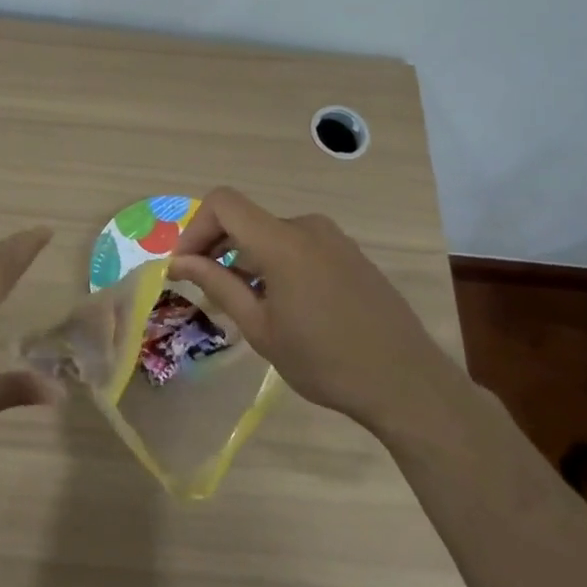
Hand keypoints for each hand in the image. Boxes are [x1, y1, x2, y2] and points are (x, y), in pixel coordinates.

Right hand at [169, 188, 443, 434]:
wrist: (407, 383)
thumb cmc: (325, 361)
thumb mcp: (260, 328)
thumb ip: (218, 285)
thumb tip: (179, 262)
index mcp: (282, 241)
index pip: (223, 203)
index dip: (196, 228)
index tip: (186, 267)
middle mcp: (308, 227)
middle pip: (247, 220)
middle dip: (219, 249)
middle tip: (208, 292)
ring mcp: (334, 239)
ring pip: (272, 235)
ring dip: (248, 259)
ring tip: (246, 305)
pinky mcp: (351, 255)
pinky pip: (300, 246)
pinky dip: (277, 264)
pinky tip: (285, 306)